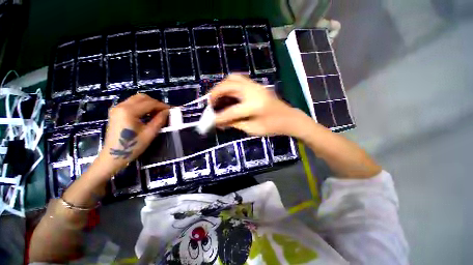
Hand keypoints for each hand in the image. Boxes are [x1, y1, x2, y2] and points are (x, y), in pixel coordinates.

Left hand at [98, 94, 168, 175]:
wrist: (113, 156)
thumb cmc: (132, 146)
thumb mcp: (149, 133)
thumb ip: (159, 120)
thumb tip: (167, 111)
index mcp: (128, 111)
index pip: (149, 103)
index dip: (162, 106)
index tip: (171, 110)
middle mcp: (121, 106)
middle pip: (142, 97)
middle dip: (155, 103)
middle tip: (164, 111)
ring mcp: (117, 108)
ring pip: (136, 99)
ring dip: (149, 104)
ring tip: (157, 113)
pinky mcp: (116, 112)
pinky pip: (131, 103)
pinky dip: (142, 106)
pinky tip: (147, 114)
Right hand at [210, 74, 309, 136]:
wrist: (289, 118)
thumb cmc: (273, 127)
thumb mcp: (253, 129)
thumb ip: (235, 124)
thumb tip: (220, 122)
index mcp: (254, 106)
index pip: (231, 111)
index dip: (219, 117)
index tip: (210, 121)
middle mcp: (254, 92)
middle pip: (229, 86)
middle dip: (215, 94)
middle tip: (210, 103)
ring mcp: (256, 86)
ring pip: (233, 78)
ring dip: (222, 86)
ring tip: (217, 97)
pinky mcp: (257, 85)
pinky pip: (239, 79)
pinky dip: (229, 85)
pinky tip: (227, 94)